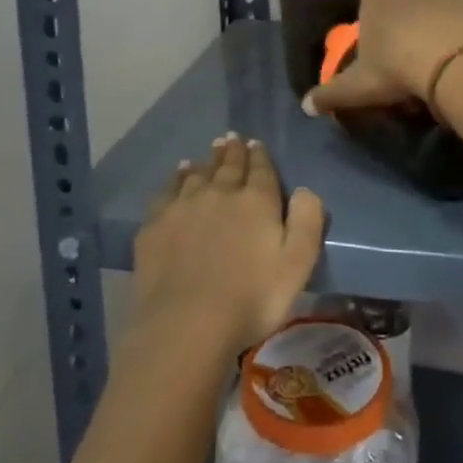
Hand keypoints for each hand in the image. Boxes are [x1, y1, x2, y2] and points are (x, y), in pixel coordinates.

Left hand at [131, 134, 324, 356]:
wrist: (185, 324)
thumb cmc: (251, 299)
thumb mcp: (297, 265)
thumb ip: (306, 223)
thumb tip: (305, 189)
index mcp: (256, 201)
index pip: (260, 169)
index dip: (259, 155)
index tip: (256, 143)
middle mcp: (220, 192)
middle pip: (228, 165)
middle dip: (233, 151)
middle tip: (232, 138)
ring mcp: (184, 205)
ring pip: (198, 173)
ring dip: (207, 161)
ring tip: (210, 151)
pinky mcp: (156, 224)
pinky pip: (168, 190)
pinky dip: (176, 178)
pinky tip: (178, 175)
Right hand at [303, 0, 462, 115]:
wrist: (451, 59)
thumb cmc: (396, 67)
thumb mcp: (358, 87)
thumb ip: (330, 95)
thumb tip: (305, 106)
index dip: (378, 19)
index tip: (386, 46)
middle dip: (411, 16)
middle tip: (418, 53)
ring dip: (442, 14)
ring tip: (450, 49)